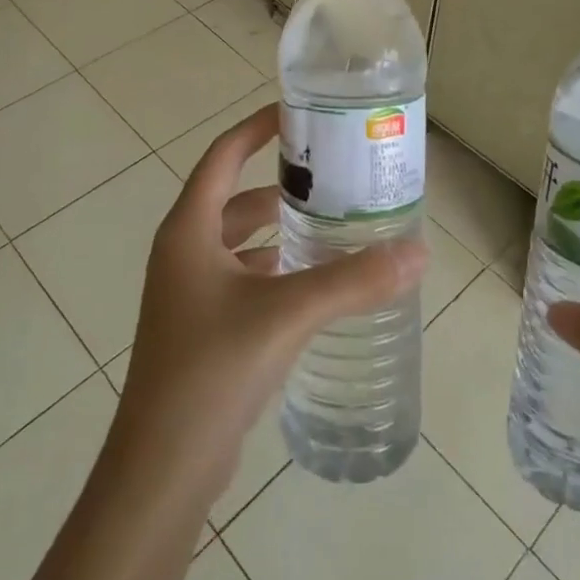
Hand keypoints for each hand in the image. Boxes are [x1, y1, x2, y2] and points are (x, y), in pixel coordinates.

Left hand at [110, 103, 426, 500]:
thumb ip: (352, 282)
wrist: (161, 467)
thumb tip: (417, 252)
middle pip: (235, 198)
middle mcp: (183, 252)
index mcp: (189, 230)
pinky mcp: (201, 328)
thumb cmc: (212, 369)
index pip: (223, 155)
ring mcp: (188, 293)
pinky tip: (312, 283)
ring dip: (279, 230)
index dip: (256, 128)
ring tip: (332, 224)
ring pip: (240, 242)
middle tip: (332, 176)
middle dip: (279, 184)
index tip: (296, 113)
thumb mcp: (286, 314)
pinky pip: (242, 278)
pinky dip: (274, 269)